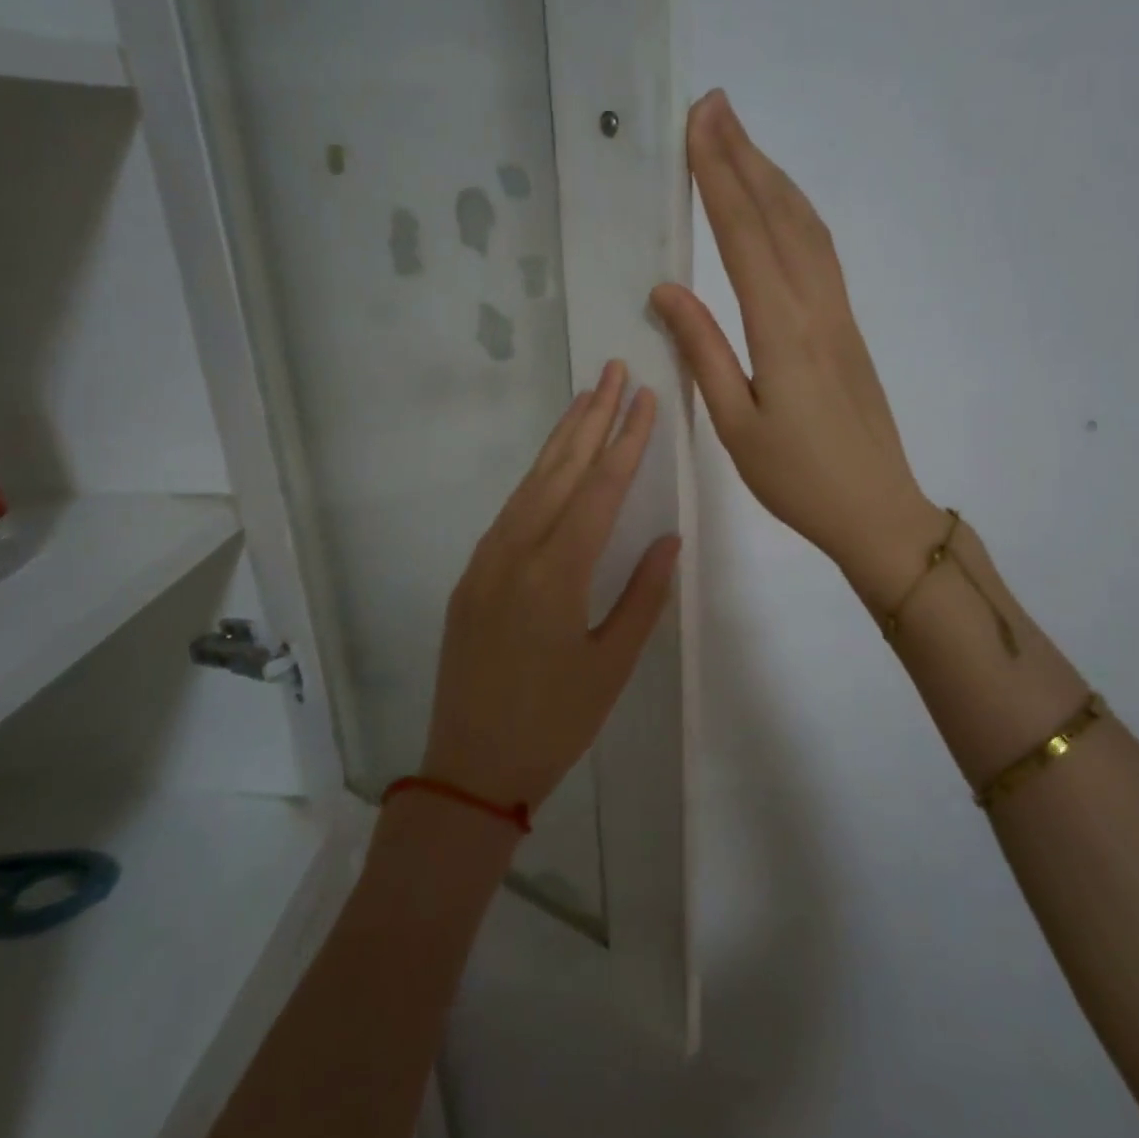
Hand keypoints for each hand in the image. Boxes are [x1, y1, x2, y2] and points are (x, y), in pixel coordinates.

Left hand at [422, 360, 681, 813]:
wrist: (470, 767)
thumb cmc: (554, 723)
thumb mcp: (612, 665)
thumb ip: (644, 595)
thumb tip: (668, 537)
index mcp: (556, 573)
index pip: (599, 489)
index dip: (626, 440)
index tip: (645, 397)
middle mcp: (515, 553)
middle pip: (559, 470)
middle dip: (590, 417)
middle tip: (613, 371)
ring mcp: (485, 561)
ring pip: (529, 484)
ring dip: (560, 440)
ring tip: (586, 400)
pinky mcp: (470, 576)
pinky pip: (509, 512)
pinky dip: (536, 478)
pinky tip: (552, 466)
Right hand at [652, 90, 938, 605]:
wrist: (876, 508)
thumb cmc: (797, 479)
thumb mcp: (734, 424)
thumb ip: (704, 351)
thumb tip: (667, 290)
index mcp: (782, 330)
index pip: (744, 236)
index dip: (719, 177)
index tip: (698, 125)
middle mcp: (816, 306)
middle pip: (779, 215)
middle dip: (744, 156)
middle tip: (714, 105)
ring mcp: (839, 313)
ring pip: (807, 228)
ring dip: (773, 177)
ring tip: (741, 140)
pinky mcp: (848, 327)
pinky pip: (821, 252)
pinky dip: (796, 213)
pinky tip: (781, 205)